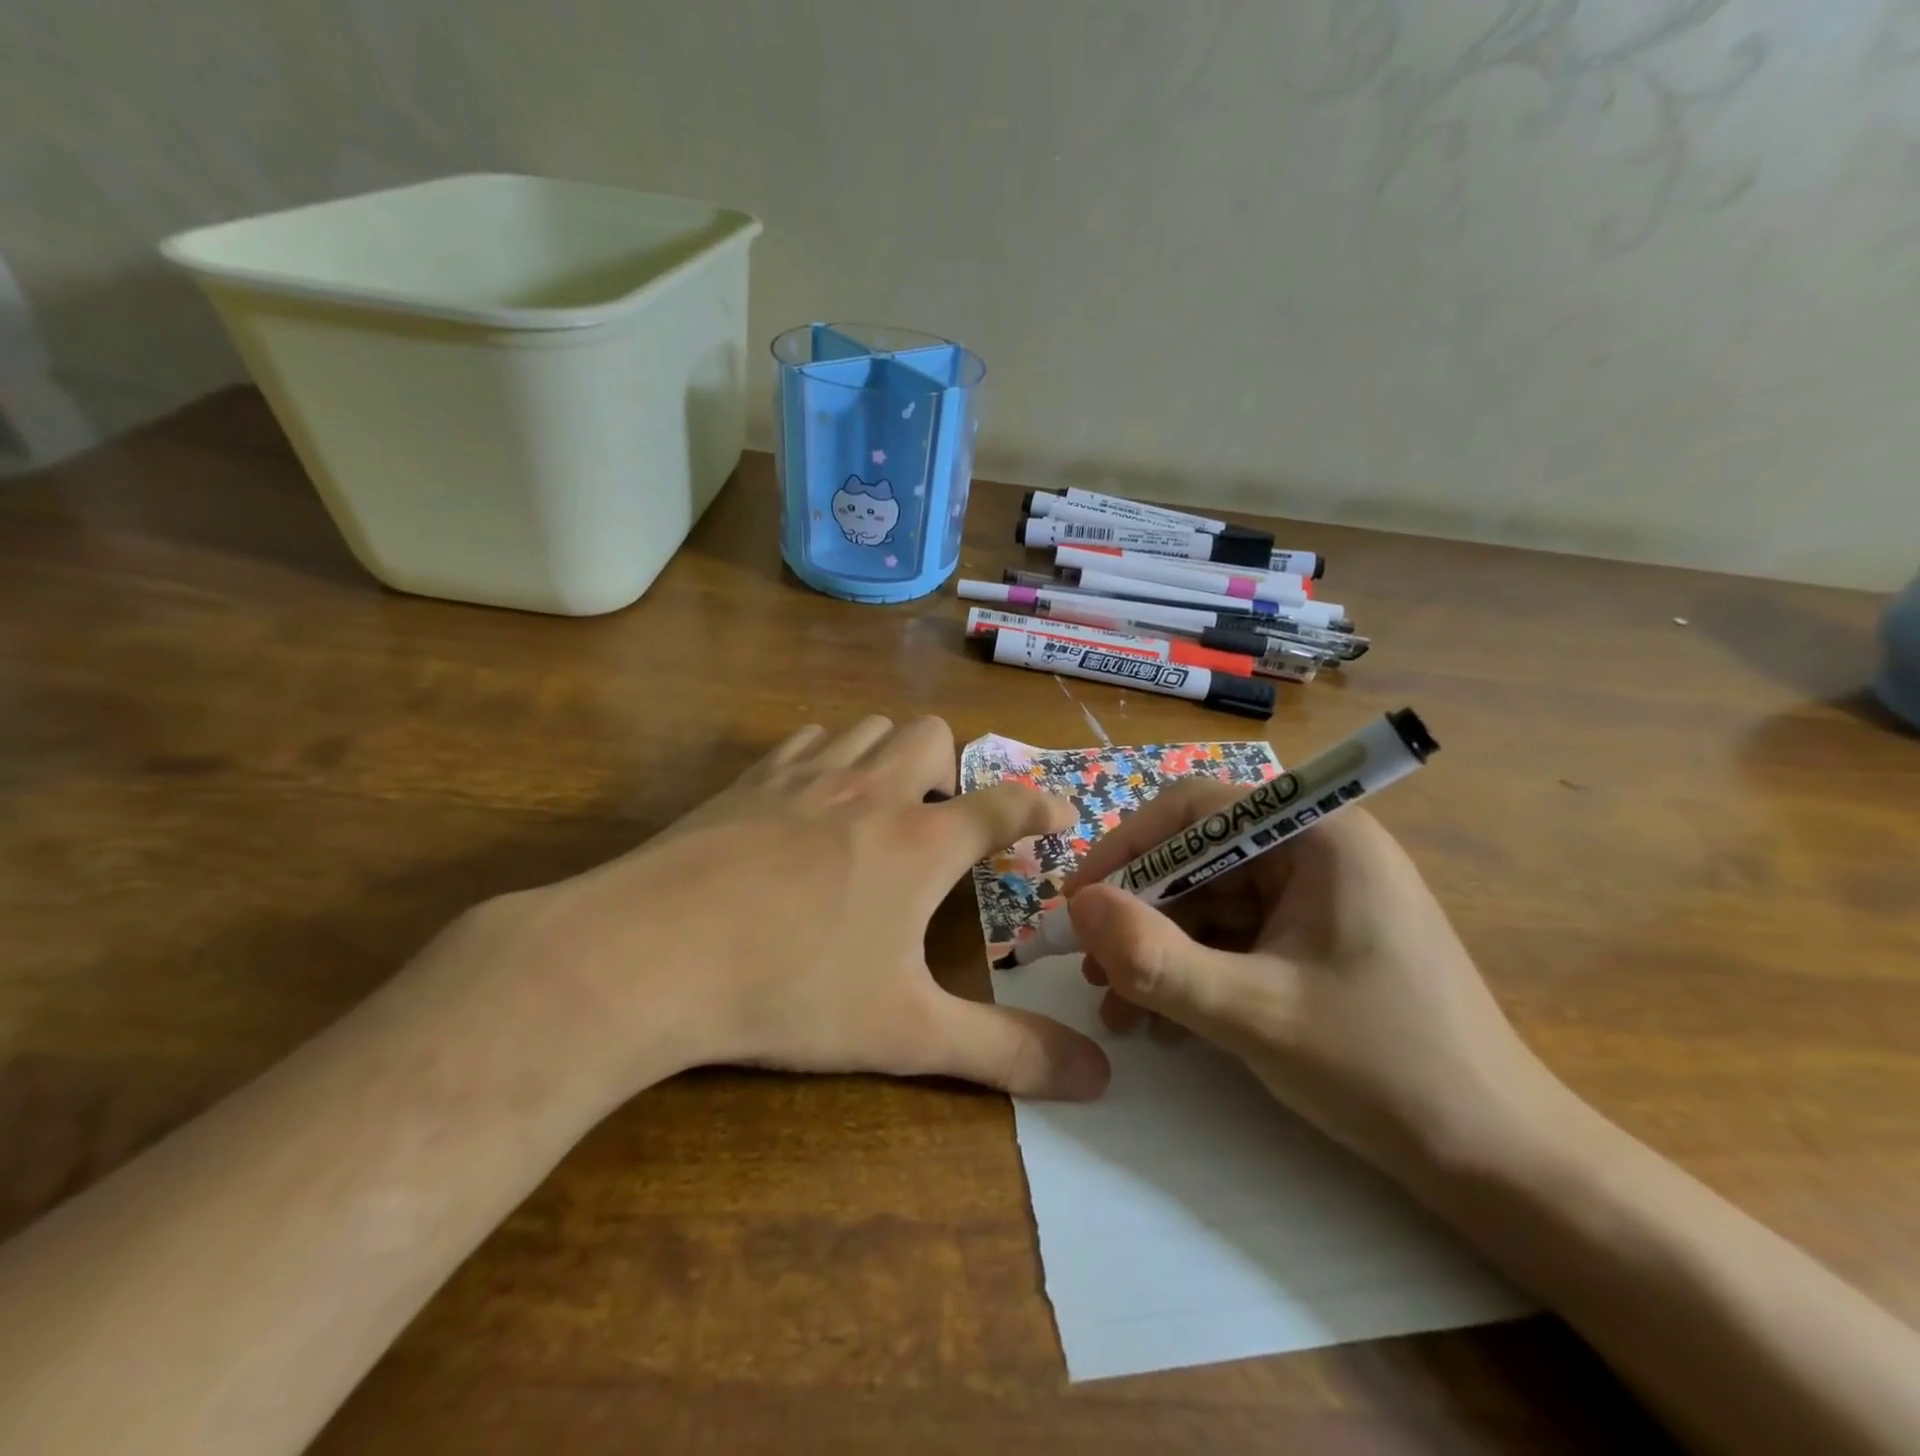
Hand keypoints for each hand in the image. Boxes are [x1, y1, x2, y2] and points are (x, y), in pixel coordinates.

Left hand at [475, 716, 1111, 1109]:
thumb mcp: (906, 1032)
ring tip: (884, 806)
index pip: (1004, 803)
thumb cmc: (791, 990)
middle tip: (944, 820)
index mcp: (920, 841)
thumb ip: (1005, 1052)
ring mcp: (806, 777)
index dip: (1041, 804)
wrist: (649, 956)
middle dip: (953, 765)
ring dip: (891, 754)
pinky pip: (806, 740)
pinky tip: (811, 802)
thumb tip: (1097, 1079)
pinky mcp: (749, 780)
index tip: (1061, 813)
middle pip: (933, 734)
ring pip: (869, 726)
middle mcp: (871, 791)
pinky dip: (828, 757)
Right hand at [1062, 784, 1572, 1186]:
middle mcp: (1316, 849)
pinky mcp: (1315, 936)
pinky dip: (1194, 970)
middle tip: (1092, 970)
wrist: (1499, 1162)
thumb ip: (1155, 957)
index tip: (1078, 901)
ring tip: (1120, 1009)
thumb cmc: (1383, 1069)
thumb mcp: (1253, 1014)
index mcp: (1317, 834)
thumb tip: (1077, 906)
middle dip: (1140, 915)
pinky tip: (1164, 1021)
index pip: (1195, 810)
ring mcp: (1318, 895)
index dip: (1126, 848)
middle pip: (1198, 859)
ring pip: (1210, 902)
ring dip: (1160, 950)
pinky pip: (1235, 936)